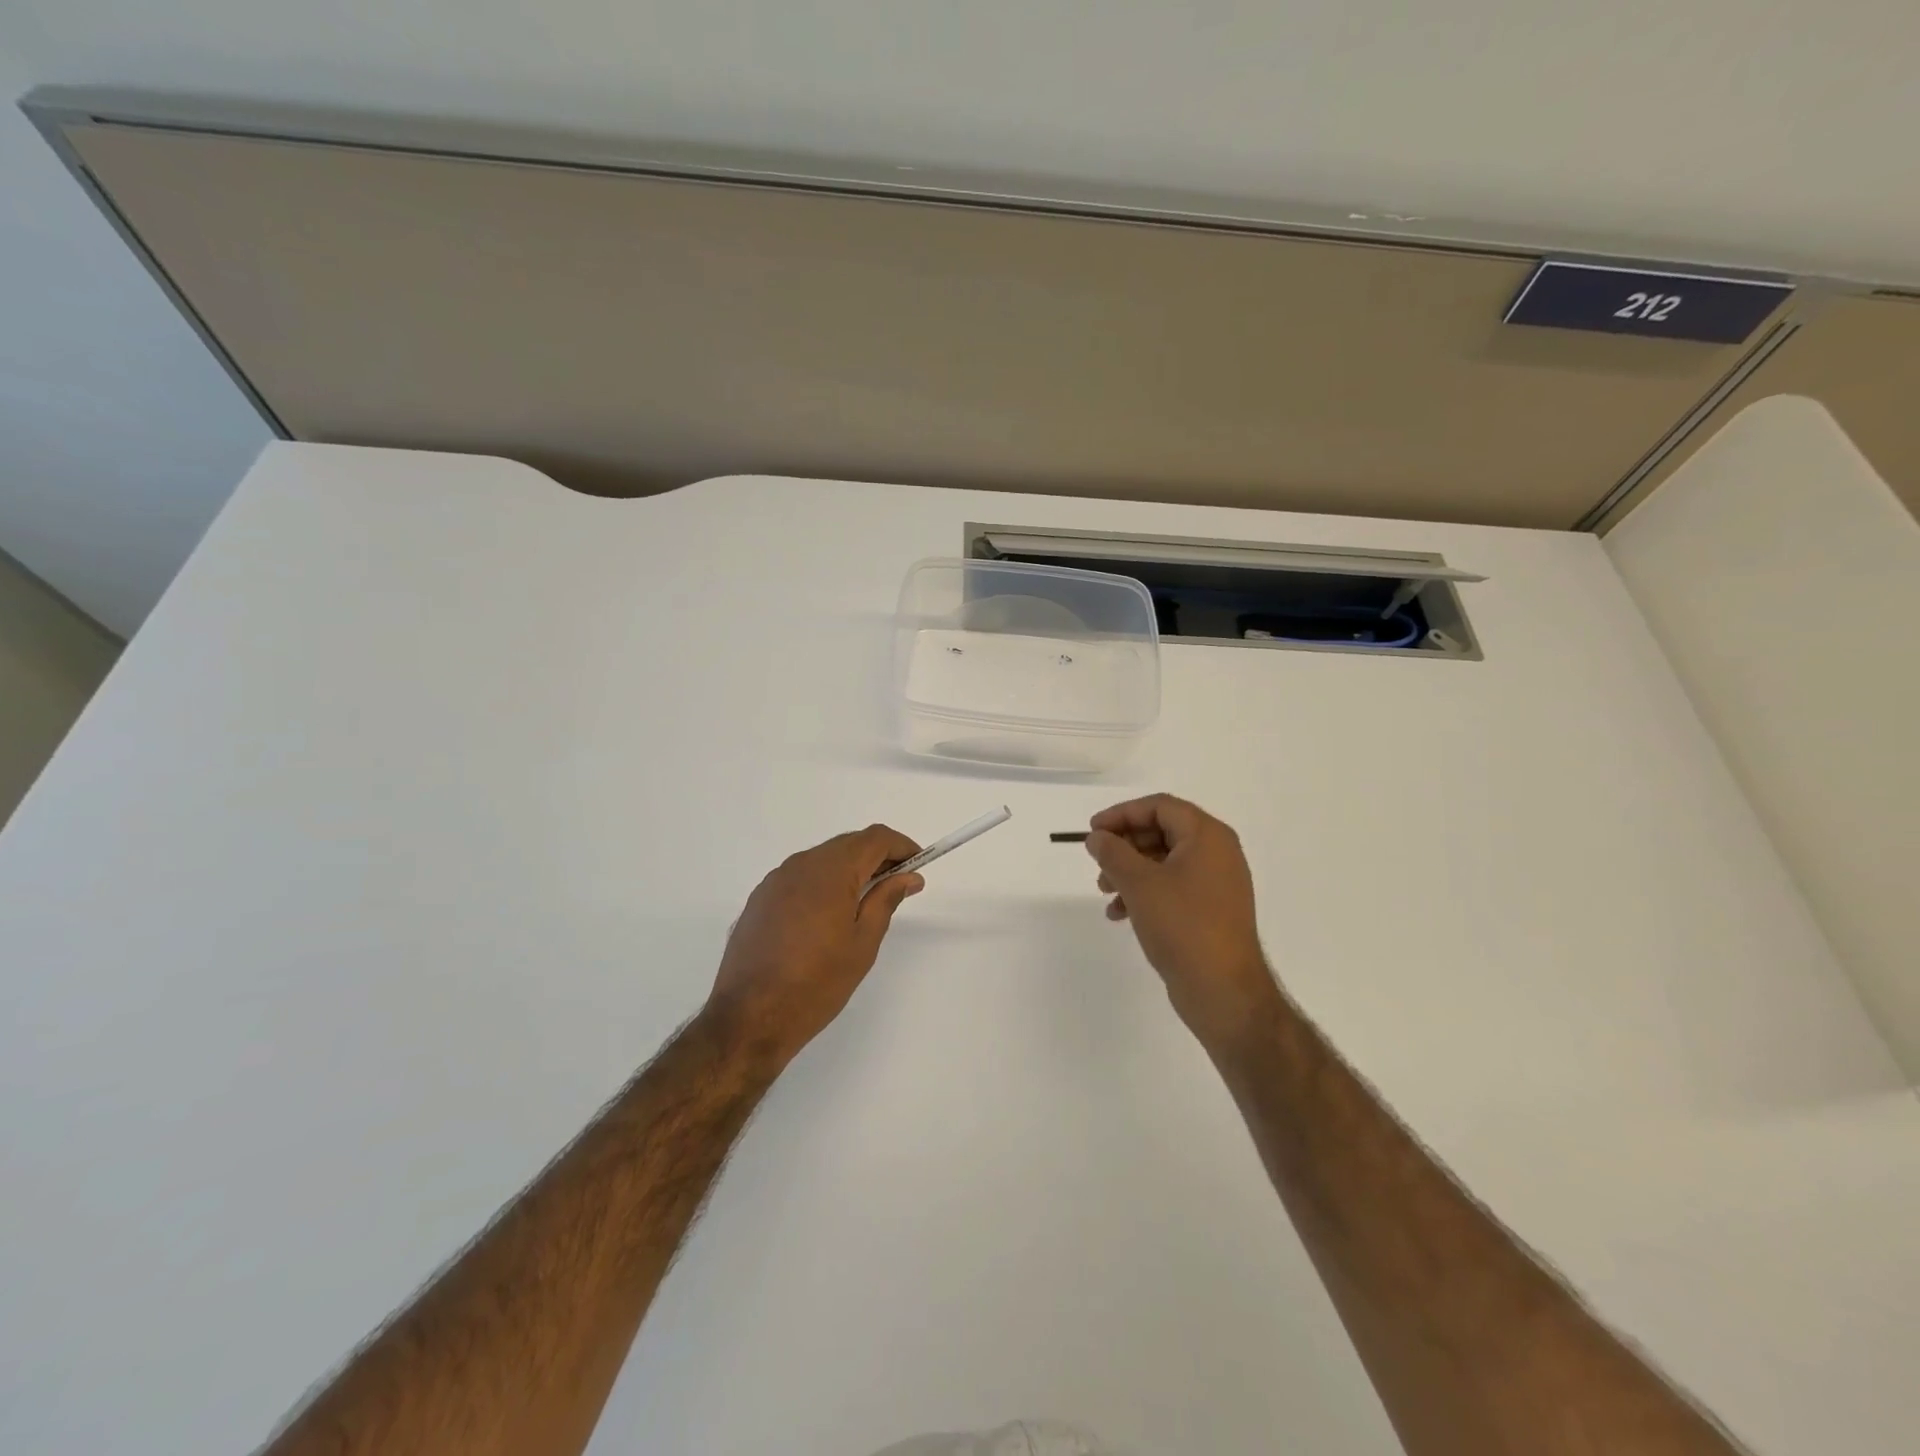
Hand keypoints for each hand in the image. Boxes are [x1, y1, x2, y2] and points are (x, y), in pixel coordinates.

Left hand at [706, 825, 923, 1070]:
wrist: (749, 1018)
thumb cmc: (817, 982)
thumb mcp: (863, 943)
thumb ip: (886, 900)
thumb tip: (908, 876)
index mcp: (830, 870)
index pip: (874, 838)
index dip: (901, 845)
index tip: (919, 864)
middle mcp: (801, 865)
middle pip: (848, 844)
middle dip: (877, 857)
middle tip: (898, 884)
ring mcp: (775, 880)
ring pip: (823, 859)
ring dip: (849, 869)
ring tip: (866, 902)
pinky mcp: (760, 899)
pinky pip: (801, 877)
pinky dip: (824, 883)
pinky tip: (829, 915)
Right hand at [1085, 794, 1280, 1049]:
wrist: (1223, 991)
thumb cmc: (1183, 926)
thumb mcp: (1139, 883)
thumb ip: (1113, 852)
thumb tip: (1097, 837)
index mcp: (1207, 836)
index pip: (1160, 806)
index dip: (1122, 813)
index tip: (1093, 830)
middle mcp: (1217, 853)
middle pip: (1162, 831)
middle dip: (1124, 844)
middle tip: (1097, 861)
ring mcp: (1216, 883)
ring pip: (1164, 861)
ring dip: (1130, 870)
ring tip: (1104, 890)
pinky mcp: (1210, 910)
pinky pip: (1172, 887)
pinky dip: (1145, 893)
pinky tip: (1119, 914)